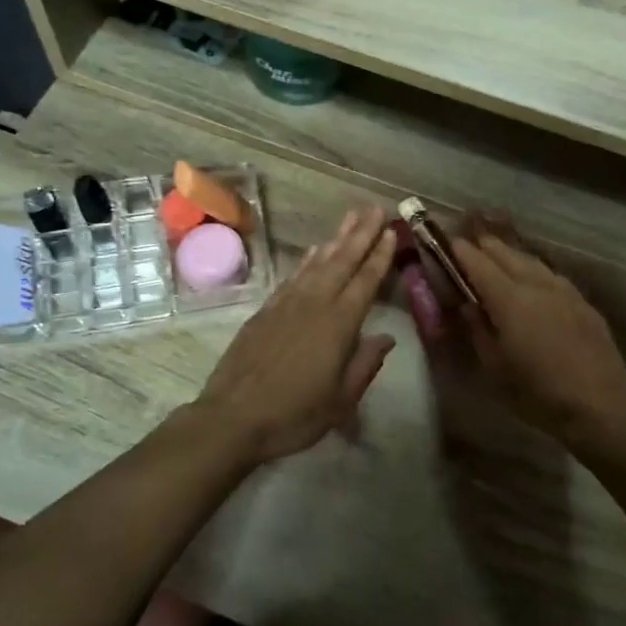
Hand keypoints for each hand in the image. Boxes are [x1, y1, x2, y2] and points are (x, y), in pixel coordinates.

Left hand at [194, 208, 396, 464]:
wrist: (233, 417)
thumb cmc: (294, 414)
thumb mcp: (341, 401)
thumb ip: (365, 365)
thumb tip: (387, 338)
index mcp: (338, 325)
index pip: (365, 281)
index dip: (380, 256)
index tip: (391, 231)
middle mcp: (314, 304)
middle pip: (342, 261)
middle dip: (361, 234)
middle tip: (375, 208)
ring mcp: (286, 304)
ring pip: (316, 263)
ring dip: (336, 239)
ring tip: (351, 217)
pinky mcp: (266, 310)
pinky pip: (293, 275)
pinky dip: (307, 259)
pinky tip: (314, 250)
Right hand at [451, 218, 625, 443]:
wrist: (601, 407)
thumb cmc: (538, 392)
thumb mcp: (494, 366)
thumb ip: (477, 329)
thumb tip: (467, 304)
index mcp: (509, 298)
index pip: (477, 261)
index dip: (458, 250)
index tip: (444, 242)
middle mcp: (536, 283)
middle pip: (505, 252)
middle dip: (483, 246)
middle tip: (466, 245)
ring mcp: (564, 290)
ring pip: (530, 260)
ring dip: (509, 255)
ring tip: (495, 256)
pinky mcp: (582, 302)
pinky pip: (550, 275)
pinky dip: (532, 271)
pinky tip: (531, 281)